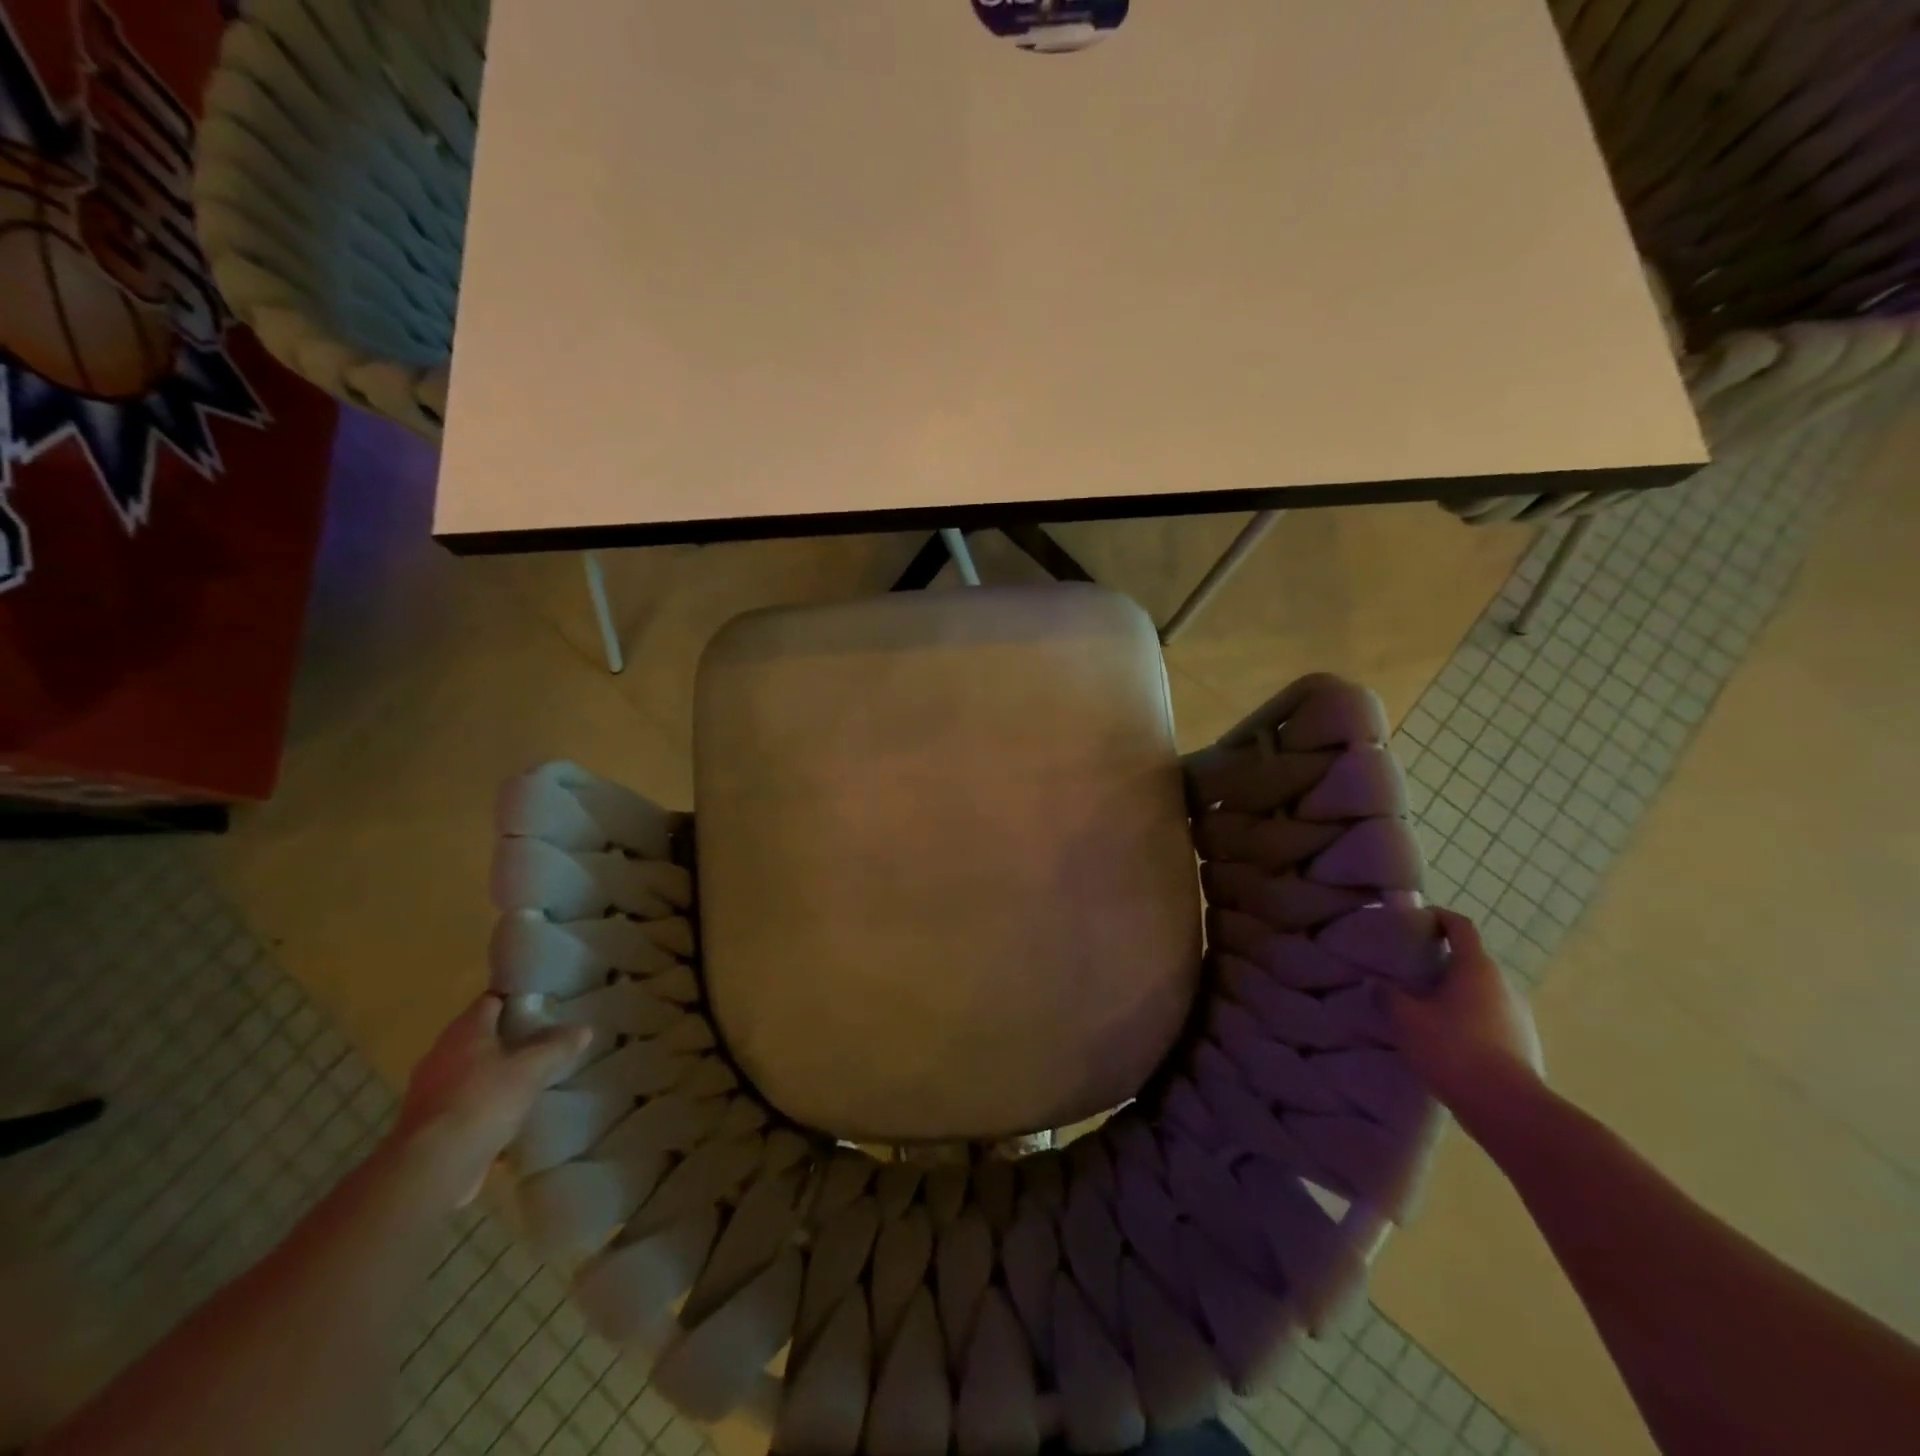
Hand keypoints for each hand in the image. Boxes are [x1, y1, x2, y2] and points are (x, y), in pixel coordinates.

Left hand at [393, 994, 588, 1207]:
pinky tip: (507, 1116)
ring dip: (495, 1073)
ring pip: (470, 1071)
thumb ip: (558, 1046)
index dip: (518, 1000)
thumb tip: (583, 1029)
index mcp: (464, 1031)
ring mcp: (429, 1090)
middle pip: (480, 1036)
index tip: (544, 1007)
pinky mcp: (427, 1124)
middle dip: (509, 1038)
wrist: (431, 1169)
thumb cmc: (483, 1102)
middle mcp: (441, 1054)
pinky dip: (482, 1104)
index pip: (492, 1000)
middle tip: (543, 1042)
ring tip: (529, 1079)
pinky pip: (462, 1103)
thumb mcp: (532, 1069)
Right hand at [1389, 909, 1544, 1115]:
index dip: (1439, 917)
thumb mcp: (1406, 1020)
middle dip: (1443, 960)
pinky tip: (1448, 1038)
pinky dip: (1470, 1018)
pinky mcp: (1524, 1044)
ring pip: (1482, 992)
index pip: (1461, 926)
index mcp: (1476, 968)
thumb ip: (1387, 996)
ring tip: (1426, 1006)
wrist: (1509, 1109)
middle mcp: (1503, 985)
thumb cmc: (1453, 1049)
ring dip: (1457, 992)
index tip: (1418, 919)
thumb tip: (1375, 982)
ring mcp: (1520, 1016)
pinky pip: (1491, 1019)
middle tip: (1412, 969)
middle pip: (1472, 960)